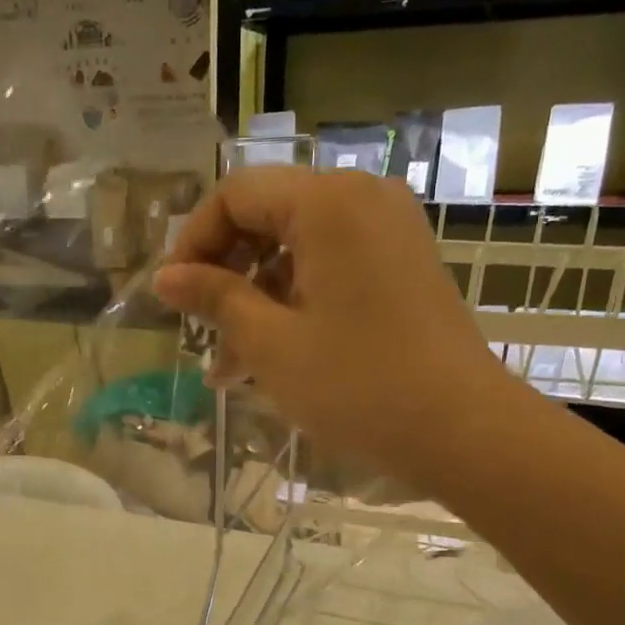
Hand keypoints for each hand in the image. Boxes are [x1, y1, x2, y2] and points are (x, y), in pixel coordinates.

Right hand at [155, 167, 516, 487]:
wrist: (460, 429)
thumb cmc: (356, 385)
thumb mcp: (271, 344)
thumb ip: (215, 299)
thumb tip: (165, 278)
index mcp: (327, 202)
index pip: (236, 195)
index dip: (193, 242)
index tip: (172, 298)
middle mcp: (361, 198)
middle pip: (268, 216)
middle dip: (225, 274)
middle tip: (199, 332)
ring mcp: (389, 232)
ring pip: (298, 250)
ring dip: (257, 300)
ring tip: (229, 367)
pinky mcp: (403, 266)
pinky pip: (332, 269)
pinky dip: (296, 304)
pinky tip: (272, 358)